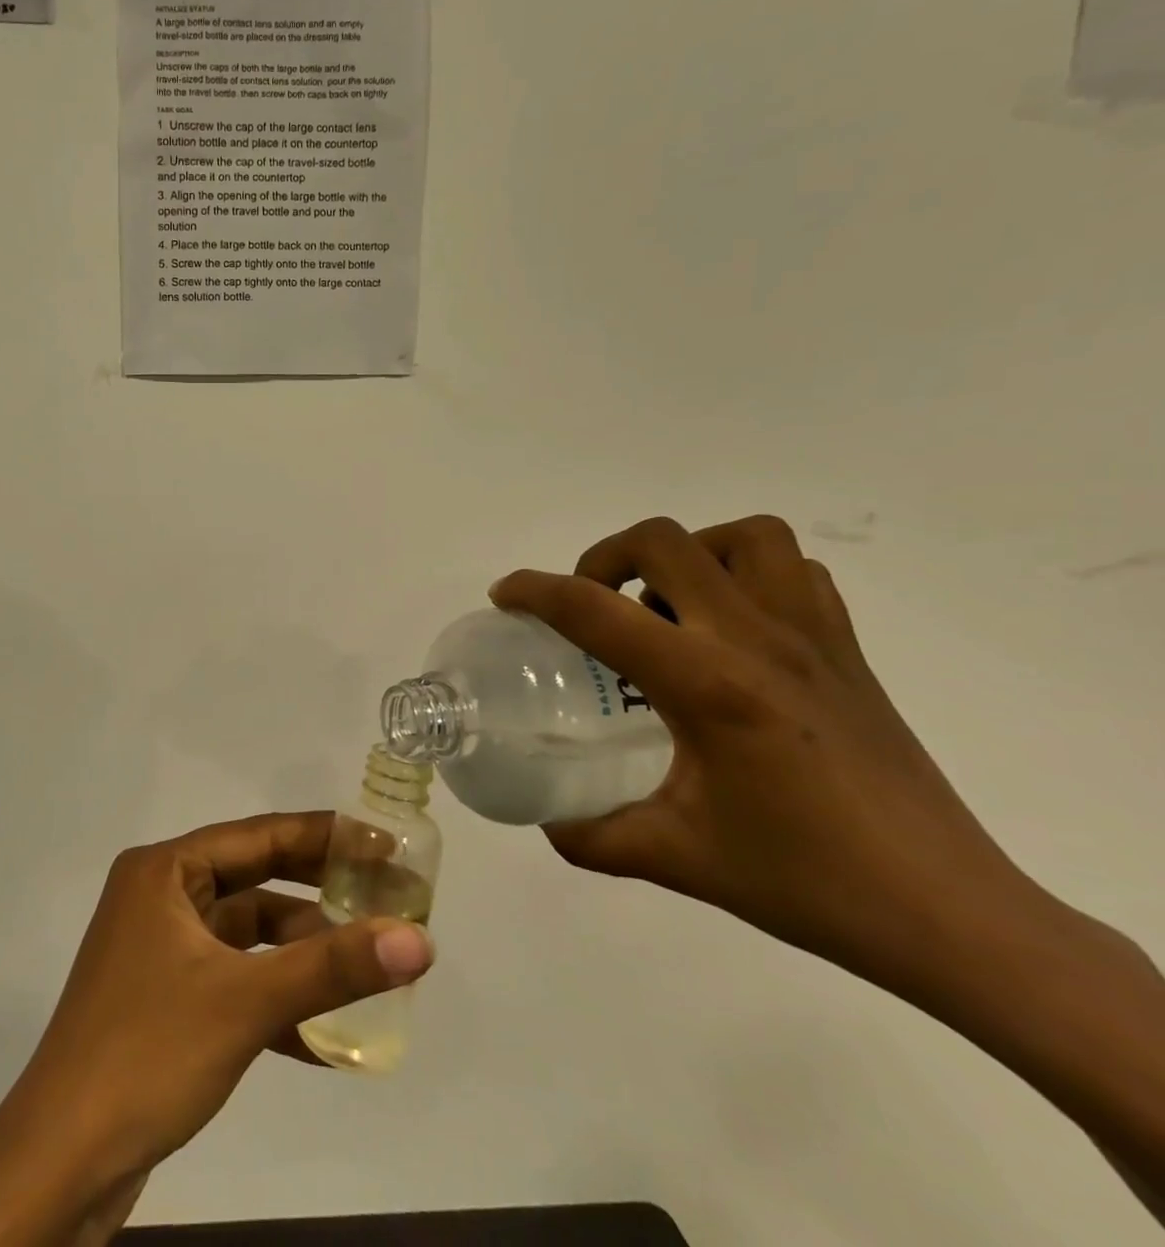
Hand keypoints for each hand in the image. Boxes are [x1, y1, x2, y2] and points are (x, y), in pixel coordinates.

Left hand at [0, 812, 431, 1246]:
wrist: (61, 1162)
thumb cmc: (149, 1052)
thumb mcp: (246, 1002)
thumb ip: (333, 968)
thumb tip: (419, 940)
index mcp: (165, 871)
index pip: (257, 836)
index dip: (322, 837)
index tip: (381, 842)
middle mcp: (160, 896)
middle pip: (254, 880)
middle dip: (317, 893)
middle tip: (385, 895)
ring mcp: (160, 948)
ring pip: (246, 935)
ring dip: (300, 955)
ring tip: (364, 967)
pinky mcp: (165, 997)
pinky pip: (232, 979)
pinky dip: (273, 999)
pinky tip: (322, 1041)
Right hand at [488, 514, 1027, 988]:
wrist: (950, 916)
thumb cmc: (806, 881)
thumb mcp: (675, 858)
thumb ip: (591, 834)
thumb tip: (545, 819)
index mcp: (706, 684)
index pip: (594, 610)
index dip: (533, 591)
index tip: (503, 595)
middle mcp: (758, 640)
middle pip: (664, 541)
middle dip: (605, 557)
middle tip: (590, 605)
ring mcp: (813, 639)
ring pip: (745, 538)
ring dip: (688, 553)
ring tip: (663, 605)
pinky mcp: (848, 653)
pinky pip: (796, 572)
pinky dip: (749, 574)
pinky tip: (728, 629)